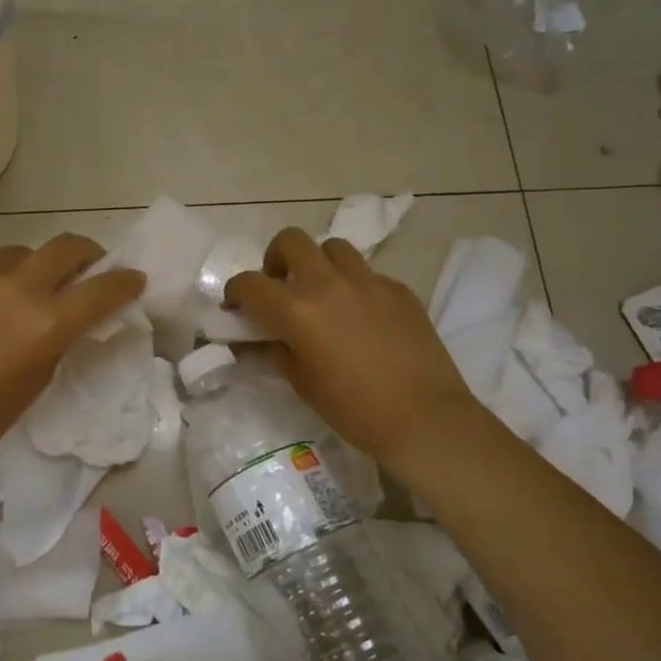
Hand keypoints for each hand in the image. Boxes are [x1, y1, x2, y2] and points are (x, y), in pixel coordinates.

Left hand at [0, 235, 144, 468]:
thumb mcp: (37, 380)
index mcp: (48, 321)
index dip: (125, 281)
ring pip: (15, 252)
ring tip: (13, 291)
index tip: (132, 279)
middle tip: (82, 267)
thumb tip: (64, 316)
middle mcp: (16, 287)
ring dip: (26, 268)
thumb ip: (57, 339)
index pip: (103, 288)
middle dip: (84, 253)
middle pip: (65, 246)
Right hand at [226, 228, 484, 472]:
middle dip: (276, 258)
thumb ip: (277, 350)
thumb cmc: (354, 410)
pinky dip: (354, 285)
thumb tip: (264, 338)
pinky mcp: (399, 289)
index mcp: (297, 310)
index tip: (237, 305)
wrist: (425, 419)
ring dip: (319, 263)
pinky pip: (368, 273)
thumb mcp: (301, 383)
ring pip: (333, 247)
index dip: (235, 291)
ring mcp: (368, 282)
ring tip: (323, 292)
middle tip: (281, 285)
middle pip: (291, 241)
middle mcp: (328, 284)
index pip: (249, 283)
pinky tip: (362, 315)